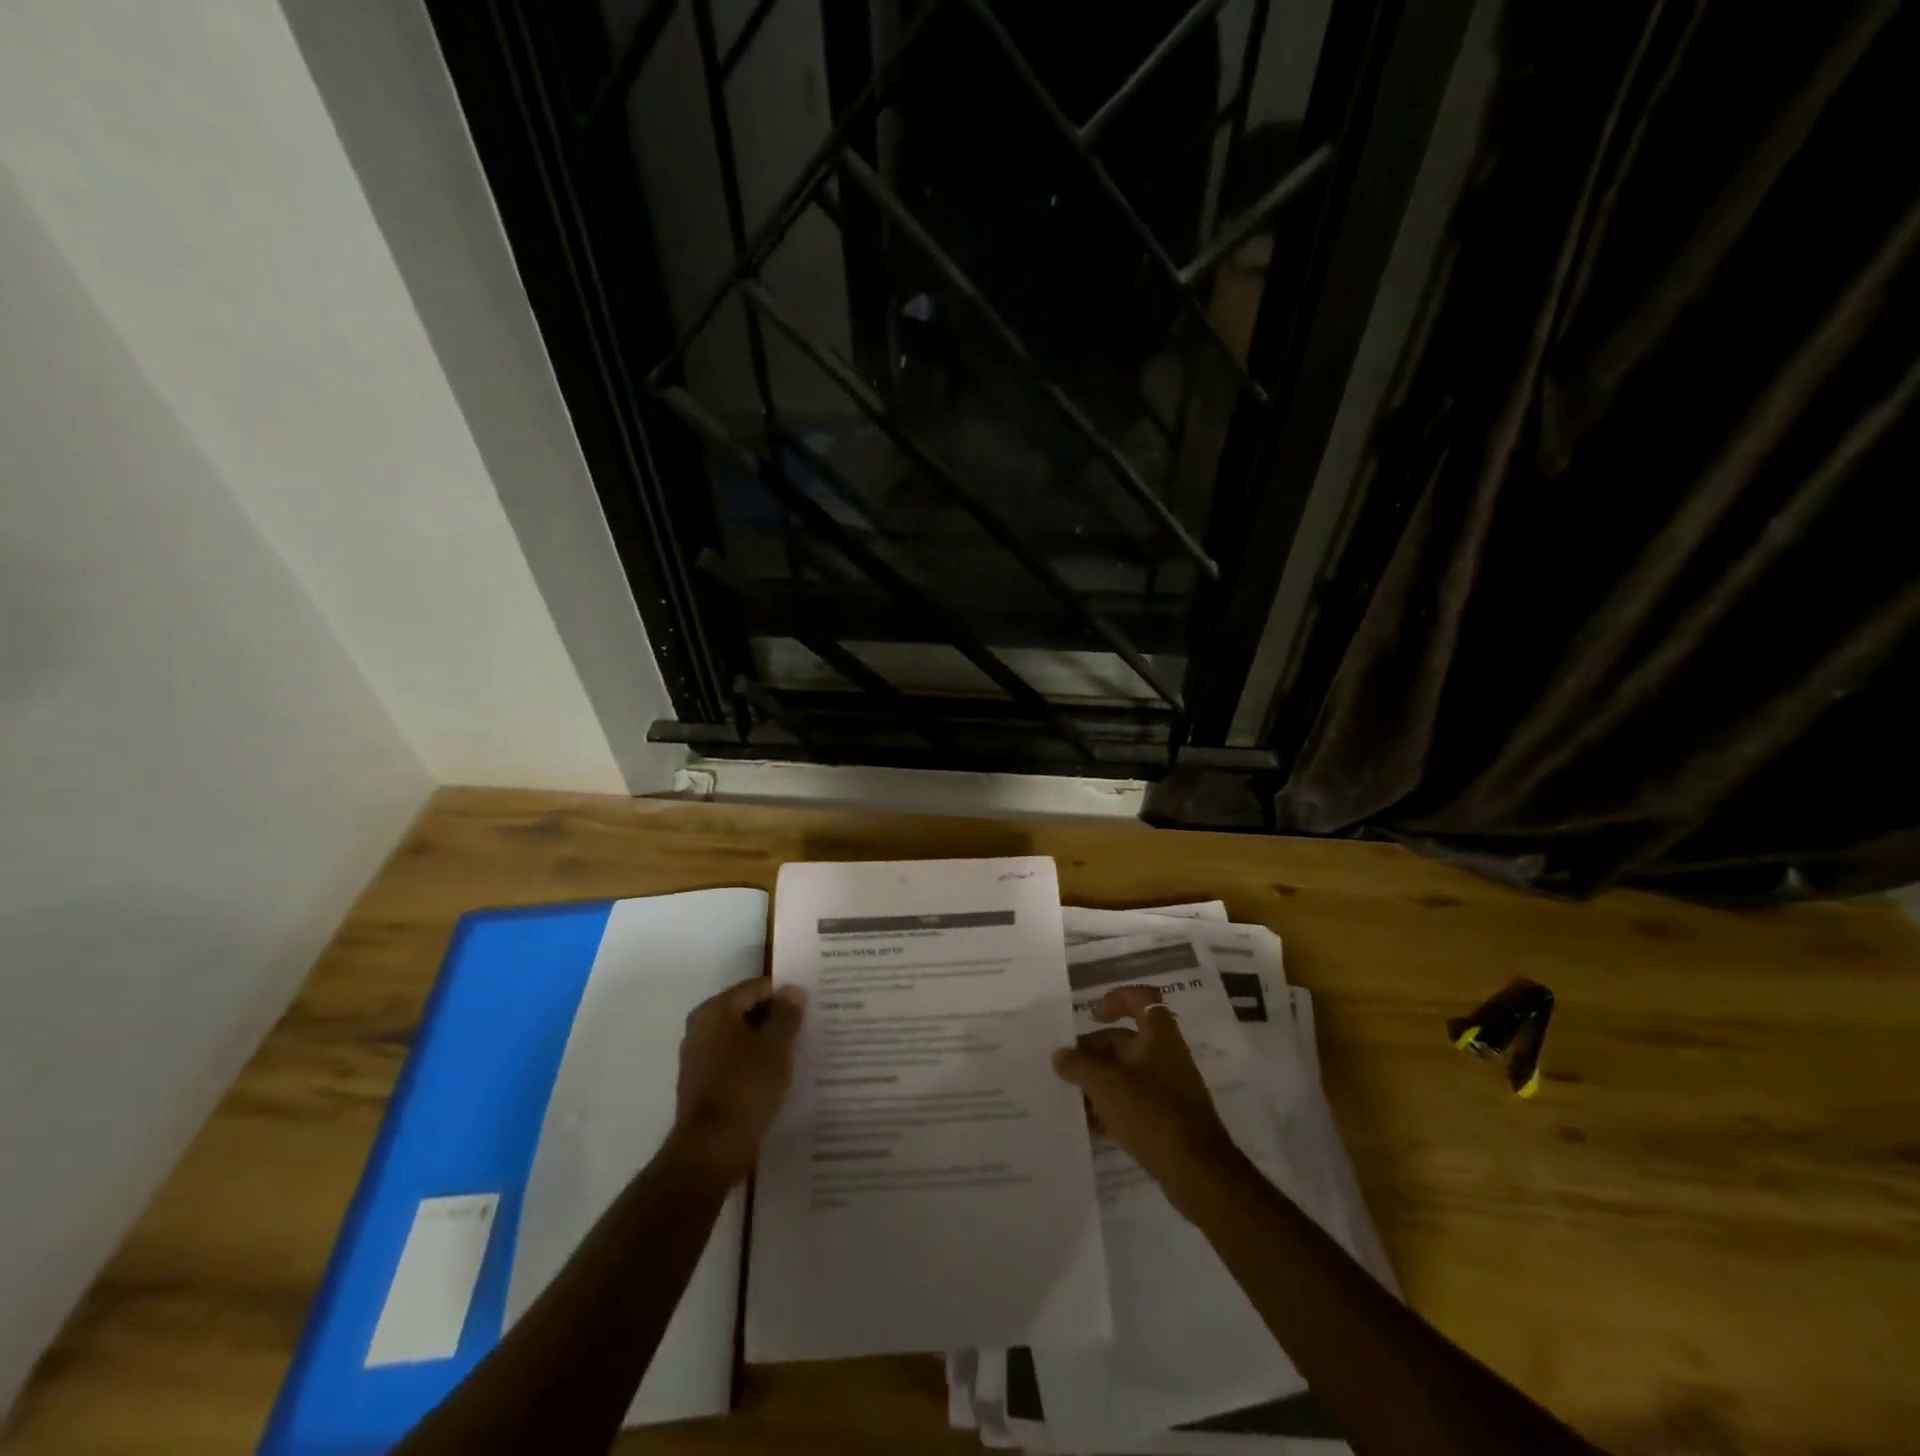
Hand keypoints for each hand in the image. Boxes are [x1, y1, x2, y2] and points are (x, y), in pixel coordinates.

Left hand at [672, 975, 804, 1182]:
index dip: (786, 994)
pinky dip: (754, 1064)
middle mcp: (700, 1028)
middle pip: (747, 1011)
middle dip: (776, 1018)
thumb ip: (786, 1013)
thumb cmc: (746, 1087)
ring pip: (741, 1038)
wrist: (711, 1151)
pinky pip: (734, 1062)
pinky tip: (776, 1077)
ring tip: (796, 1053)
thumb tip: (793, 990)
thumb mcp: (776, 1045)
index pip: (757, 988)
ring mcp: (698, 1058)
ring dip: (766, 1043)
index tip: (811, 1007)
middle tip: (808, 1028)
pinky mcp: (701, 1086)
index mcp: (715, 1010)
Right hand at [1052, 985, 1244, 1215]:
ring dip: (1099, 1082)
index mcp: (1159, 1036)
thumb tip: (1060, 1055)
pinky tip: (1089, 1125)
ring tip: (1071, 1097)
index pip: (1141, 999)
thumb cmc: (1151, 1113)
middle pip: (1126, 1041)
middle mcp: (1167, 1056)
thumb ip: (1078, 1065)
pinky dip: (1112, 1108)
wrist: (1198, 1173)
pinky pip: (1134, 1104)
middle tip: (1066, 1068)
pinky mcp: (1168, 1121)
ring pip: (1127, 1075)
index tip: (1090, 1017)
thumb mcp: (1106, 1084)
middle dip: (1094, 1051)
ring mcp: (1169, 1090)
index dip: (1115, 1000)